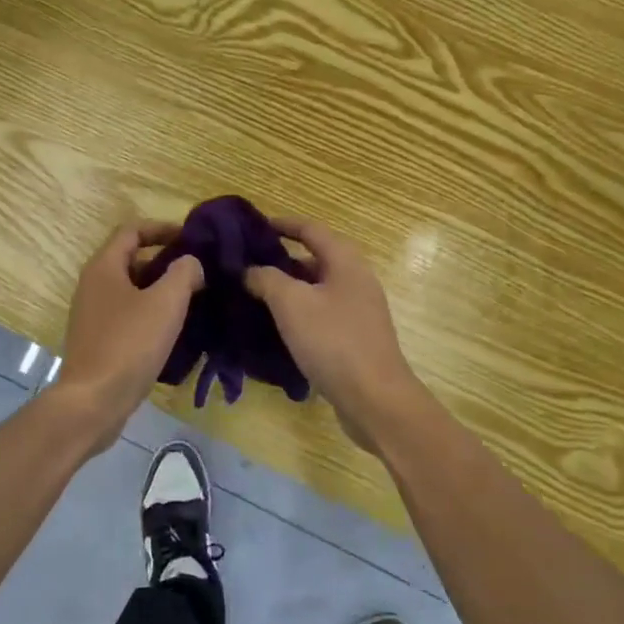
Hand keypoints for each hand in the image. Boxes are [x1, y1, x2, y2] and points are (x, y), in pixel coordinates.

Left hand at [52, 222, 203, 450]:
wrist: (93, 402)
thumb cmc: (129, 345)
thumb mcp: (165, 303)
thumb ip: (183, 273)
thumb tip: (190, 263)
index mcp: (104, 267)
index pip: (132, 230)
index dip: (162, 228)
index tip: (191, 238)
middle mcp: (93, 285)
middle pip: (131, 259)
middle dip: (165, 261)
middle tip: (198, 271)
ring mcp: (92, 314)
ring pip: (131, 289)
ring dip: (160, 289)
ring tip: (192, 299)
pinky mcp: (97, 340)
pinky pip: (127, 314)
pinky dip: (150, 313)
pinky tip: (173, 329)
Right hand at [245, 216, 430, 454]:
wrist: (375, 400)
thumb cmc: (333, 341)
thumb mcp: (291, 304)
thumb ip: (266, 279)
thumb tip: (250, 270)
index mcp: (345, 262)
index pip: (311, 230)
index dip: (283, 224)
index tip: (255, 226)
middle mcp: (356, 280)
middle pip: (315, 258)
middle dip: (281, 259)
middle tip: (248, 264)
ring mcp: (359, 311)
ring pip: (318, 289)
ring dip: (289, 288)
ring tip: (254, 294)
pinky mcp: (356, 338)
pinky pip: (322, 314)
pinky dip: (300, 313)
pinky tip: (277, 327)